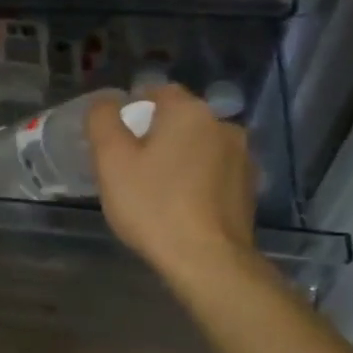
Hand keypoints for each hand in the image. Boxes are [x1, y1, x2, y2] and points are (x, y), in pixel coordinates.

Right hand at [87, 84, 260, 283]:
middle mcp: (223, 125)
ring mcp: (242, 157)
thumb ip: (103, 121)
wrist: (207, 260)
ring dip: (179, 158)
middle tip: (130, 167)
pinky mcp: (249, 187)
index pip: (157, 92)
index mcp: (189, 112)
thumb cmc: (153, 205)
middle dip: (156, 135)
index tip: (116, 140)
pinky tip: (181, 205)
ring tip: (156, 189)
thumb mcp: (111, 160)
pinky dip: (197, 179)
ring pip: (199, 146)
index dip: (133, 110)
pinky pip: (214, 172)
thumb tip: (107, 103)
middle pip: (180, 120)